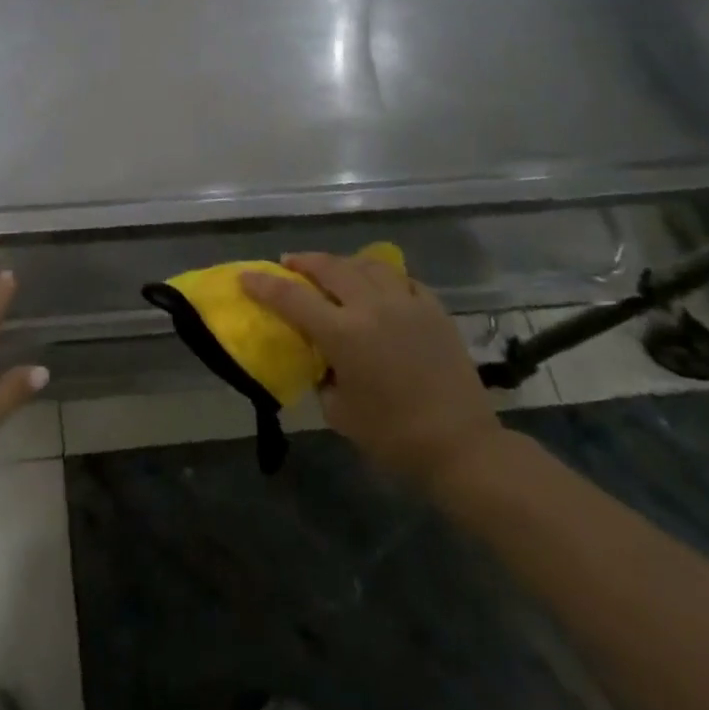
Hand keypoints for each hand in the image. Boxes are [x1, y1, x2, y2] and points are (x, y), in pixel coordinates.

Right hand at [242, 252, 503, 490]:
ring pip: (367, 264)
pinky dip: (383, 277)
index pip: (291, 298)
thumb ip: (323, 374)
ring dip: (343, 263)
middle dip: (303, 262)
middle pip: (329, 267)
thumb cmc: (393, 436)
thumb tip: (321, 357)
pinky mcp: (435, 310)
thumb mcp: (339, 411)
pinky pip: (402, 280)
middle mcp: (372, 307)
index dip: (264, 285)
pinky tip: (378, 286)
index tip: (246, 277)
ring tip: (333, 270)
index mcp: (343, 334)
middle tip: (289, 265)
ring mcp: (407, 304)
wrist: (462, 447)